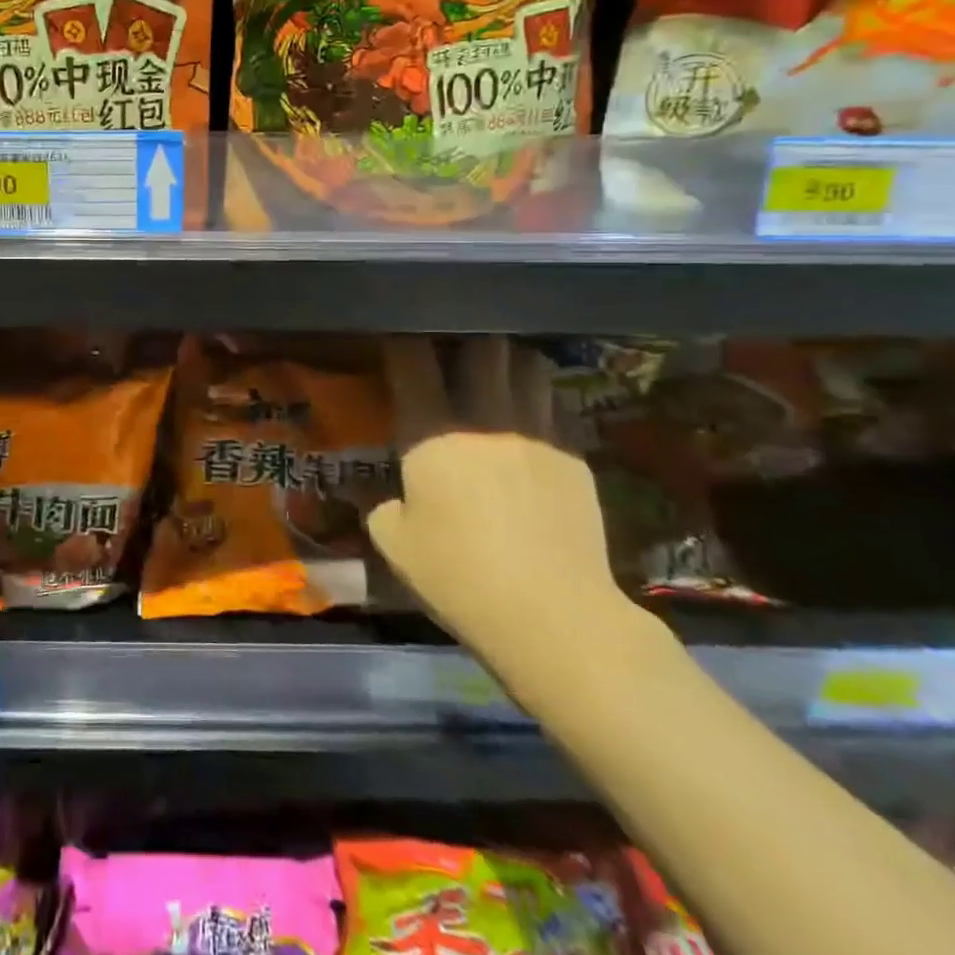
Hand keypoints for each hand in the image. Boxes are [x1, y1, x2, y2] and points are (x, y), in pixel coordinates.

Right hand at [366, 337, 631, 668]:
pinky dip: (540, 401)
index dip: (402, 342)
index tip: (398, 340)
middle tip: (454, 353)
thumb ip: (381, 505)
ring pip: (527, 365)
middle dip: (464, 340)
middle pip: (480, 347)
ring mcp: (536, 431)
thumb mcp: (394, 543)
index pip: (412, 361)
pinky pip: (556, 406)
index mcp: (430, 432)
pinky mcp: (574, 454)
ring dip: (508, 362)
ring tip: (499, 374)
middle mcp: (484, 416)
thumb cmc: (458, 576)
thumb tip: (389, 494)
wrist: (552, 615)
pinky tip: (534, 419)